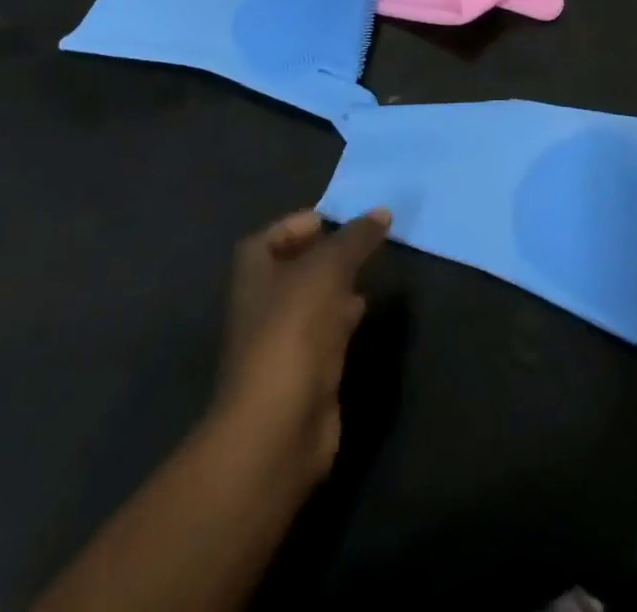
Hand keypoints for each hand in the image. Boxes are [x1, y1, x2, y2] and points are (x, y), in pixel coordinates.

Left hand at [214, 207, 390, 486]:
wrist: (280, 425)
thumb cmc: (293, 331)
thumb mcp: (328, 269)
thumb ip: (355, 238)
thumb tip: (382, 212)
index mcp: (254, 276)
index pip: (268, 239)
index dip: (296, 225)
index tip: (334, 220)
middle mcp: (262, 306)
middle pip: (293, 269)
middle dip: (326, 254)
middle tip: (362, 242)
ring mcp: (282, 343)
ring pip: (312, 301)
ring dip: (338, 285)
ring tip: (371, 270)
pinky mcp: (304, 372)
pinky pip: (325, 333)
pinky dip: (344, 318)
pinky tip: (366, 311)